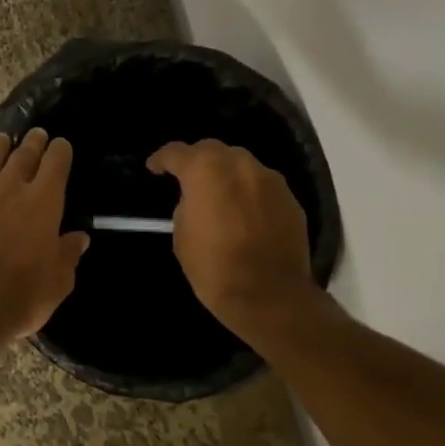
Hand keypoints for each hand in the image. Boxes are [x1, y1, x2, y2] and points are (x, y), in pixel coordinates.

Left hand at [0, 129, 89, 346]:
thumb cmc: (22, 294)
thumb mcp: (58, 280)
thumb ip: (67, 255)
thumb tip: (79, 238)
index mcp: (44, 201)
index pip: (56, 164)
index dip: (60, 152)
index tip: (62, 145)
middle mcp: (10, 187)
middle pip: (23, 155)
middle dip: (32, 143)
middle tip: (36, 134)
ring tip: (2, 139)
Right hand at [146, 139, 321, 342]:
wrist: (269, 296)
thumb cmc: (214, 268)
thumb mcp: (183, 237)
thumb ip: (187, 207)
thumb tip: (196, 200)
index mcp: (206, 171)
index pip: (177, 152)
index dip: (161, 159)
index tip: (154, 168)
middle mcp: (240, 165)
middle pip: (213, 149)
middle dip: (197, 160)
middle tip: (187, 179)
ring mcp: (270, 180)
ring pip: (242, 164)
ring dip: (226, 174)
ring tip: (219, 195)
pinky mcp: (290, 199)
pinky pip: (262, 186)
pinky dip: (249, 192)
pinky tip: (245, 213)